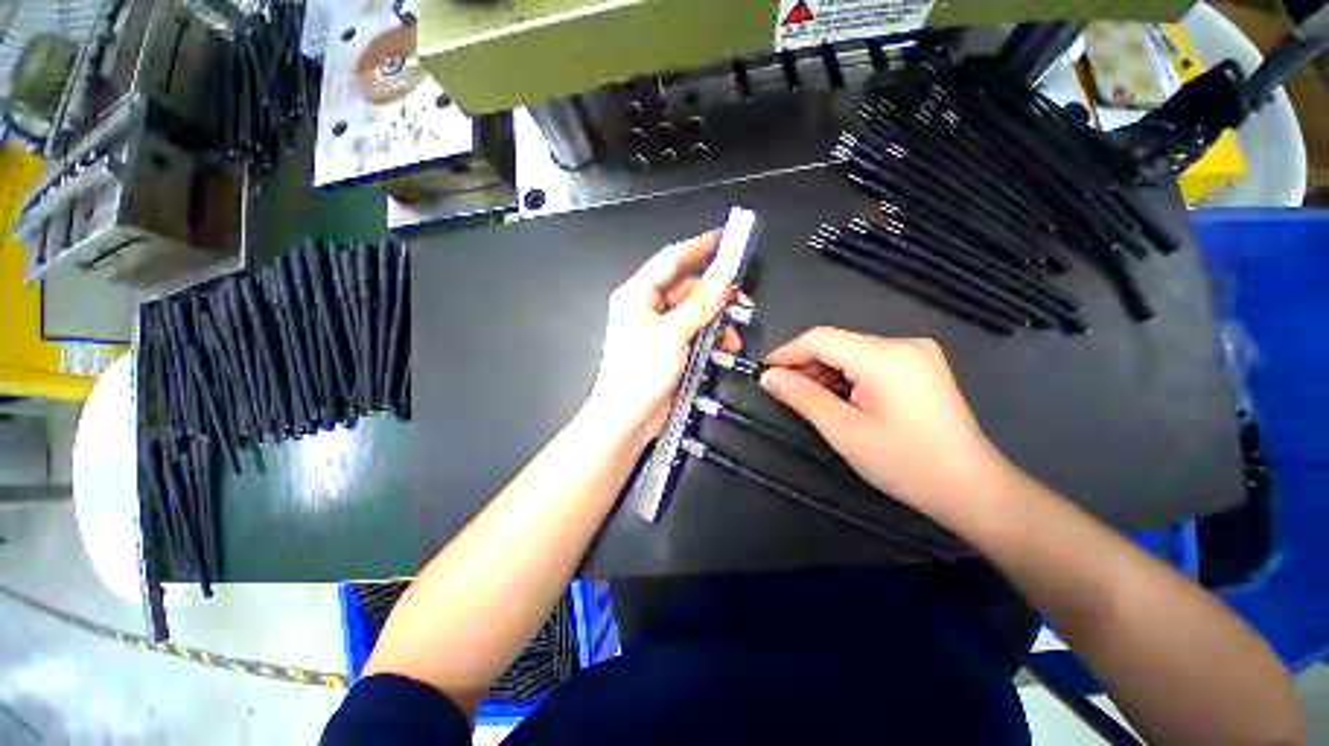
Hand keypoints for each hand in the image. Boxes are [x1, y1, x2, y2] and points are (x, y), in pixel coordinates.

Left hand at [584, 231, 739, 443]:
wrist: (626, 420)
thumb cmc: (640, 373)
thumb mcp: (672, 335)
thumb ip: (700, 304)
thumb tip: (726, 273)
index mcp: (637, 294)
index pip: (671, 259)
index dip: (699, 246)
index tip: (728, 238)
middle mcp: (647, 307)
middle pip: (687, 288)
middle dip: (716, 295)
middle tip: (744, 303)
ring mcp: (659, 329)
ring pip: (695, 312)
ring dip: (717, 321)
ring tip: (735, 336)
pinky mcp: (669, 348)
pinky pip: (695, 333)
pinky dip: (711, 337)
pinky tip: (725, 349)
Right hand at [760, 327, 1010, 516]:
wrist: (969, 487)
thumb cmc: (904, 462)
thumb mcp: (843, 430)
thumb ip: (802, 397)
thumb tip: (768, 376)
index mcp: (885, 356)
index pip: (821, 339)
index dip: (787, 352)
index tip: (763, 371)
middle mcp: (903, 344)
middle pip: (838, 344)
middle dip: (806, 365)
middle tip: (783, 392)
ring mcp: (916, 353)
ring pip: (852, 352)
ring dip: (825, 372)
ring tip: (808, 399)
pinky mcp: (920, 366)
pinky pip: (870, 362)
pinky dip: (847, 376)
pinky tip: (838, 398)